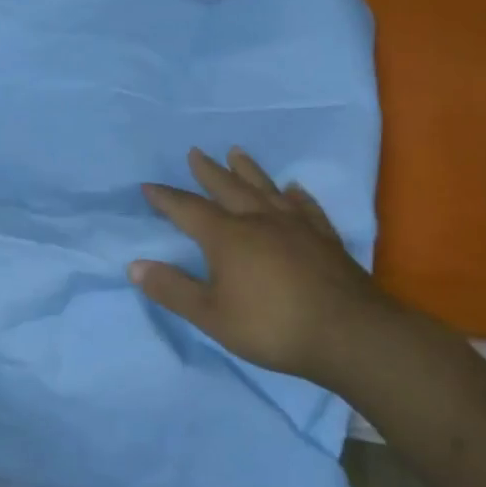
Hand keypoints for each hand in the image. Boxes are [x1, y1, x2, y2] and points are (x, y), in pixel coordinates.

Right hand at [130, 147, 397, 385]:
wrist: (351, 334)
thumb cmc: (272, 326)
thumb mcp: (211, 315)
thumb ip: (173, 289)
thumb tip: (134, 266)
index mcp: (226, 236)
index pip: (187, 209)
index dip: (165, 198)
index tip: (148, 186)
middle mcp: (258, 220)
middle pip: (227, 188)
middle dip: (207, 171)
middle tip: (195, 152)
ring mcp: (295, 226)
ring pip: (265, 188)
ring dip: (248, 170)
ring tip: (237, 152)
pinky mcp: (324, 238)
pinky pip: (307, 208)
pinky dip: (297, 196)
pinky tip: (295, 189)